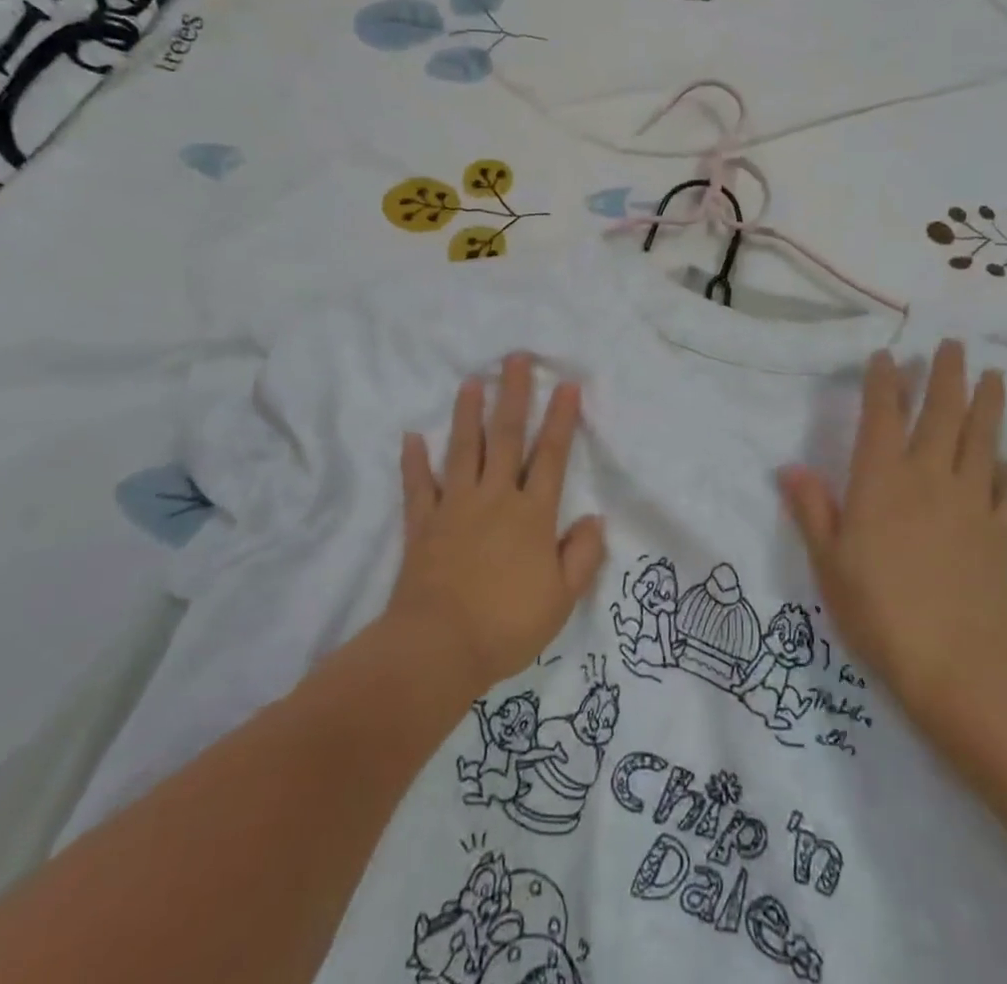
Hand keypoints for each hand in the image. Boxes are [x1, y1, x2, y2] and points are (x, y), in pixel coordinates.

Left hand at [390, 353, 605, 694]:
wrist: (438, 648)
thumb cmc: (506, 625)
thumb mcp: (561, 599)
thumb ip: (582, 556)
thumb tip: (595, 518)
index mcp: (532, 514)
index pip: (551, 456)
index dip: (561, 419)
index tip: (566, 384)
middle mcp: (494, 498)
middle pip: (507, 437)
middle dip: (514, 395)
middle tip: (515, 358)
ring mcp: (455, 507)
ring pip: (464, 450)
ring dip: (468, 414)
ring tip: (471, 381)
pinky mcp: (423, 524)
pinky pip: (418, 486)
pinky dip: (414, 462)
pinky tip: (412, 436)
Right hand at [779, 341, 1006, 710]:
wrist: (954, 662)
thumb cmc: (877, 609)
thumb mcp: (828, 561)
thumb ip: (812, 509)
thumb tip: (789, 467)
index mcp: (881, 480)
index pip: (882, 416)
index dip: (883, 382)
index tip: (887, 356)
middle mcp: (928, 477)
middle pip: (941, 414)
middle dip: (945, 376)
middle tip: (953, 345)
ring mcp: (971, 502)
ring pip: (982, 440)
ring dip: (989, 404)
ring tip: (995, 374)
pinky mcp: (1003, 532)